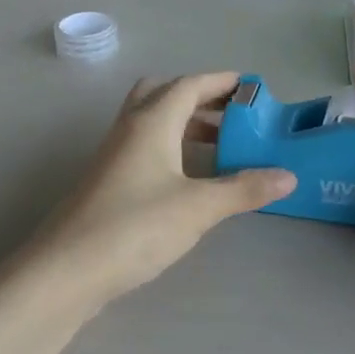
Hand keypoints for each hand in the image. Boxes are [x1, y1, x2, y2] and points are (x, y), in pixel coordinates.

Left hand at [26, 73, 295, 304]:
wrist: (66, 271)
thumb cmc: (135, 227)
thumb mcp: (199, 208)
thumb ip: (244, 189)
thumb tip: (288, 176)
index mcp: (152, 121)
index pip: (190, 85)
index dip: (222, 82)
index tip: (251, 88)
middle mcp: (129, 129)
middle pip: (164, 94)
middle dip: (199, 98)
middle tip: (232, 116)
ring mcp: (113, 155)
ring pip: (152, 121)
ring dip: (185, 125)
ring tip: (220, 147)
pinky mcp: (107, 181)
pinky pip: (144, 147)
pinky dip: (171, 148)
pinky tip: (188, 178)